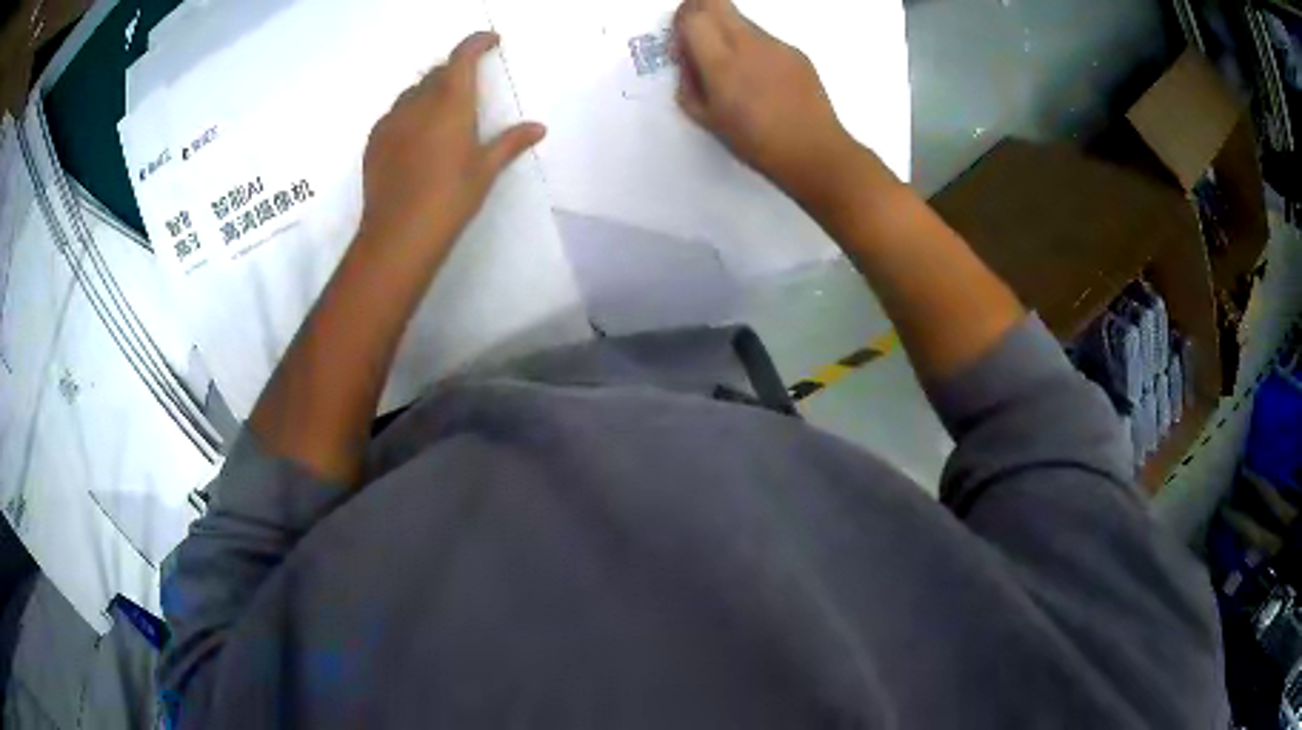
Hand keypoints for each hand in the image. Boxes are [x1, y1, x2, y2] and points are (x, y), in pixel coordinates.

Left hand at [358, 31, 544, 264]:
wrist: (398, 234)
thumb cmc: (450, 199)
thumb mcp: (485, 169)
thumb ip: (510, 142)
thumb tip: (538, 127)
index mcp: (451, 102)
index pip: (462, 56)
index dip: (477, 42)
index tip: (490, 42)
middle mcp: (418, 102)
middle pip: (436, 72)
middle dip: (455, 71)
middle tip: (469, 87)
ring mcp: (391, 120)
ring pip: (413, 92)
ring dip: (430, 92)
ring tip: (441, 114)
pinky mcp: (374, 141)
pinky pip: (394, 114)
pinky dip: (409, 113)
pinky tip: (415, 138)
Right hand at [673, 0, 859, 204]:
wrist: (815, 153)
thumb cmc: (755, 143)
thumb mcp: (706, 119)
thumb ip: (688, 82)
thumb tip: (688, 58)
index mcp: (722, 63)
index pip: (693, 15)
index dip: (681, 20)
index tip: (682, 40)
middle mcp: (748, 44)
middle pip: (716, 2)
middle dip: (699, 11)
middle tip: (699, 37)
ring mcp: (776, 45)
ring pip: (741, 21)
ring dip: (727, 33)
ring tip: (737, 73)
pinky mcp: (797, 53)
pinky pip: (765, 40)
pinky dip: (754, 50)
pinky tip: (765, 83)